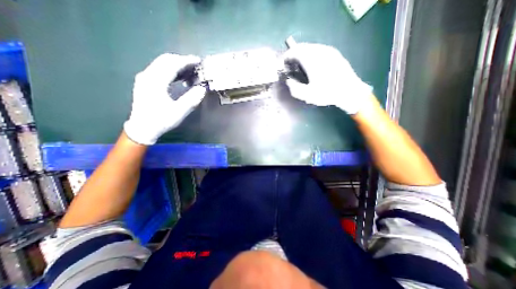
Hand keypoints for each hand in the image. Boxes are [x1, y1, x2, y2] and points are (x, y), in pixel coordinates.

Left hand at [123, 51, 206, 143]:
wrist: (142, 128)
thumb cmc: (161, 121)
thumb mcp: (179, 112)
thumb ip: (191, 99)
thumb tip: (202, 88)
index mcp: (155, 82)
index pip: (172, 64)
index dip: (187, 61)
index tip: (198, 61)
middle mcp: (148, 76)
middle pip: (165, 60)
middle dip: (182, 60)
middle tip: (196, 66)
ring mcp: (145, 78)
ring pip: (162, 64)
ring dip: (177, 65)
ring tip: (191, 71)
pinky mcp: (145, 82)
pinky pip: (159, 70)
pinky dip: (172, 70)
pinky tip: (180, 77)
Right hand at [284, 43, 372, 113]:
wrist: (349, 91)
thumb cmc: (327, 93)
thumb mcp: (307, 95)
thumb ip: (294, 88)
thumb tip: (289, 81)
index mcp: (311, 60)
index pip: (295, 51)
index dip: (287, 56)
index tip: (283, 63)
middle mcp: (319, 51)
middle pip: (302, 47)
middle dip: (294, 54)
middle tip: (290, 64)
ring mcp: (328, 51)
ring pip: (311, 47)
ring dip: (302, 53)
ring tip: (300, 64)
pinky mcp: (335, 53)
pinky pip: (318, 49)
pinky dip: (311, 54)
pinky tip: (312, 64)